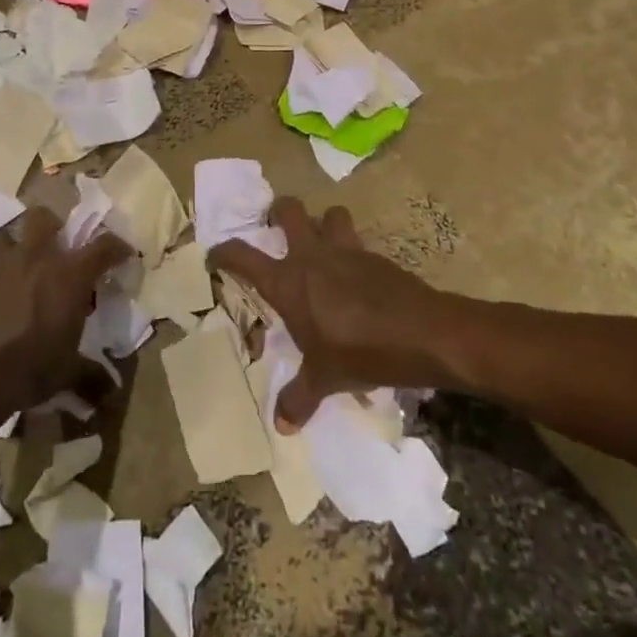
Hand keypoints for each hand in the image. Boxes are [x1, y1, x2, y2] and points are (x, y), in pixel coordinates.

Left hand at [0, 206, 131, 440]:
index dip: (118, 247)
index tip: (123, 255)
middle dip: (56, 228)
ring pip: (11, 234)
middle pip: (46, 218)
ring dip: (20, 245)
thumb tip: (110, 391)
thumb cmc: (26, 370)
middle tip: (61, 252)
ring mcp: (0, 264)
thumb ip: (91, 375)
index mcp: (70, 274)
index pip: (104, 245)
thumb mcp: (65, 375)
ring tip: (25, 269)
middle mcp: (37, 257)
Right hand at [209, 197, 455, 432]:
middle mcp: (311, 256)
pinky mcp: (376, 256)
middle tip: (275, 225)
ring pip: (330, 214)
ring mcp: (346, 251)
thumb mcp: (324, 379)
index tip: (215, 255)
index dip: (224, 252)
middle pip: (289, 210)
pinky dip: (352, 251)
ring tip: (322, 243)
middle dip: (278, 211)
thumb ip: (299, 398)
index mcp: (287, 281)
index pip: (242, 256)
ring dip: (324, 222)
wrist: (422, 333)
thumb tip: (281, 426)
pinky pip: (358, 241)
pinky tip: (357, 276)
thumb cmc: (360, 352)